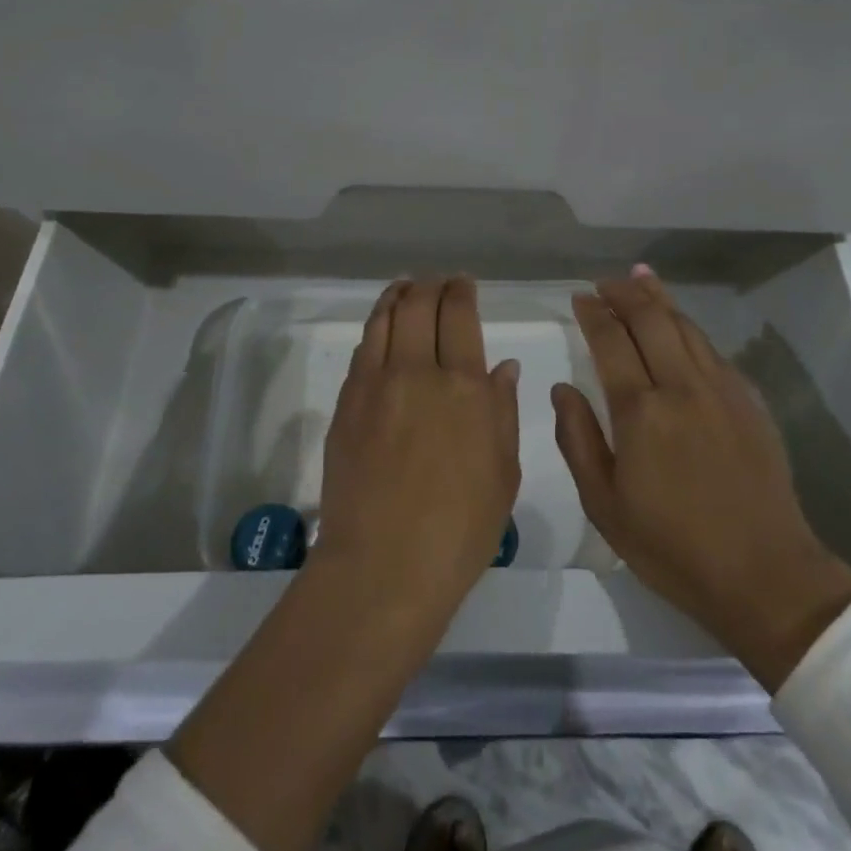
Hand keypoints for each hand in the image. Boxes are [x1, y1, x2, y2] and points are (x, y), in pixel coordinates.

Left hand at [310, 277, 521, 634]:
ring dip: (398, 295)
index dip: (461, 291)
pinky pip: (363, 349)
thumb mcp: (503, 472)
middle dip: (431, 285)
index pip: (459, 315)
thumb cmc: (460, 529)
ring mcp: (376, 385)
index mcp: (465, 387)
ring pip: (385, 318)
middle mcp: (418, 372)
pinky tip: (383, 329)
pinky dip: (376, 326)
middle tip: (438, 284)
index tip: (463, 285)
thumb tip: (503, 366)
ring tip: (406, 288)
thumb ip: (502, 410)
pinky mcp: (347, 403)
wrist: (383, 566)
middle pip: (419, 305)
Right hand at [553, 268, 850, 689]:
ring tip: (641, 278)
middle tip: (605, 283)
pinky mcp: (749, 401)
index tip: (580, 297)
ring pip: (685, 326)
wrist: (764, 575)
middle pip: (651, 319)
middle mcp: (681, 386)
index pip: (611, 341)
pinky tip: (682, 324)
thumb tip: (563, 389)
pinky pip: (713, 349)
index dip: (593, 314)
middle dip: (624, 293)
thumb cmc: (672, 547)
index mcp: (640, 412)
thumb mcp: (604, 505)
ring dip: (659, 298)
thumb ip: (577, 439)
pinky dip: (689, 326)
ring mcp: (721, 389)